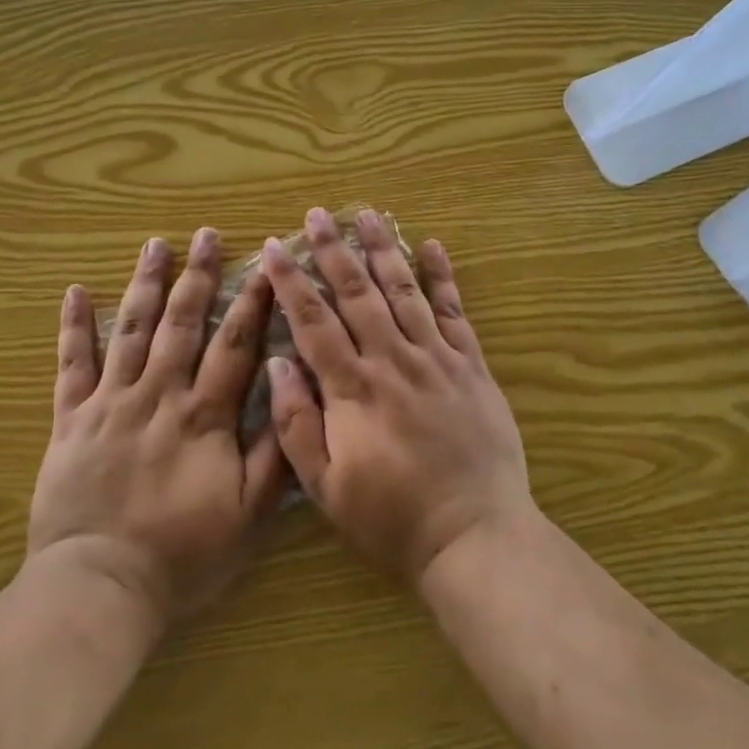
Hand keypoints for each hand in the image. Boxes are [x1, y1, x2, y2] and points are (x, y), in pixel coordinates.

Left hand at [29, 229, 288, 627]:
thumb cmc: (182, 554)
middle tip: (206, 235)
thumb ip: (272, 454)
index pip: (234, 344)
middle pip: (182, 322)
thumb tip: (290, 392)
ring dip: (145, 283)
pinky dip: (73, 326)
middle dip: (198, 275)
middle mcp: (159, 394)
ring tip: (155, 244)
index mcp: (203, 415)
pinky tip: (74, 291)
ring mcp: (111, 401)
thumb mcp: (247, 516)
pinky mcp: (71, 418)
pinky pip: (72, 364)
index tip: (264, 264)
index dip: (252, 301)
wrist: (100, 584)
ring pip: (131, 329)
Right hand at [260, 207, 534, 586]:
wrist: (473, 534)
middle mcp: (392, 361)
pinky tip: (431, 246)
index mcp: (353, 389)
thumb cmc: (391, 517)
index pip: (313, 322)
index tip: (275, 248)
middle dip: (333, 251)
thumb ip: (297, 423)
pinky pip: (453, 311)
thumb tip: (277, 363)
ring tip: (366, 214)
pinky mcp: (470, 365)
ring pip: (403, 291)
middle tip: (316, 214)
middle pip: (357, 293)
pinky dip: (442, 276)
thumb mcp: (326, 487)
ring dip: (382, 249)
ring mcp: (435, 358)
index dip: (290, 281)